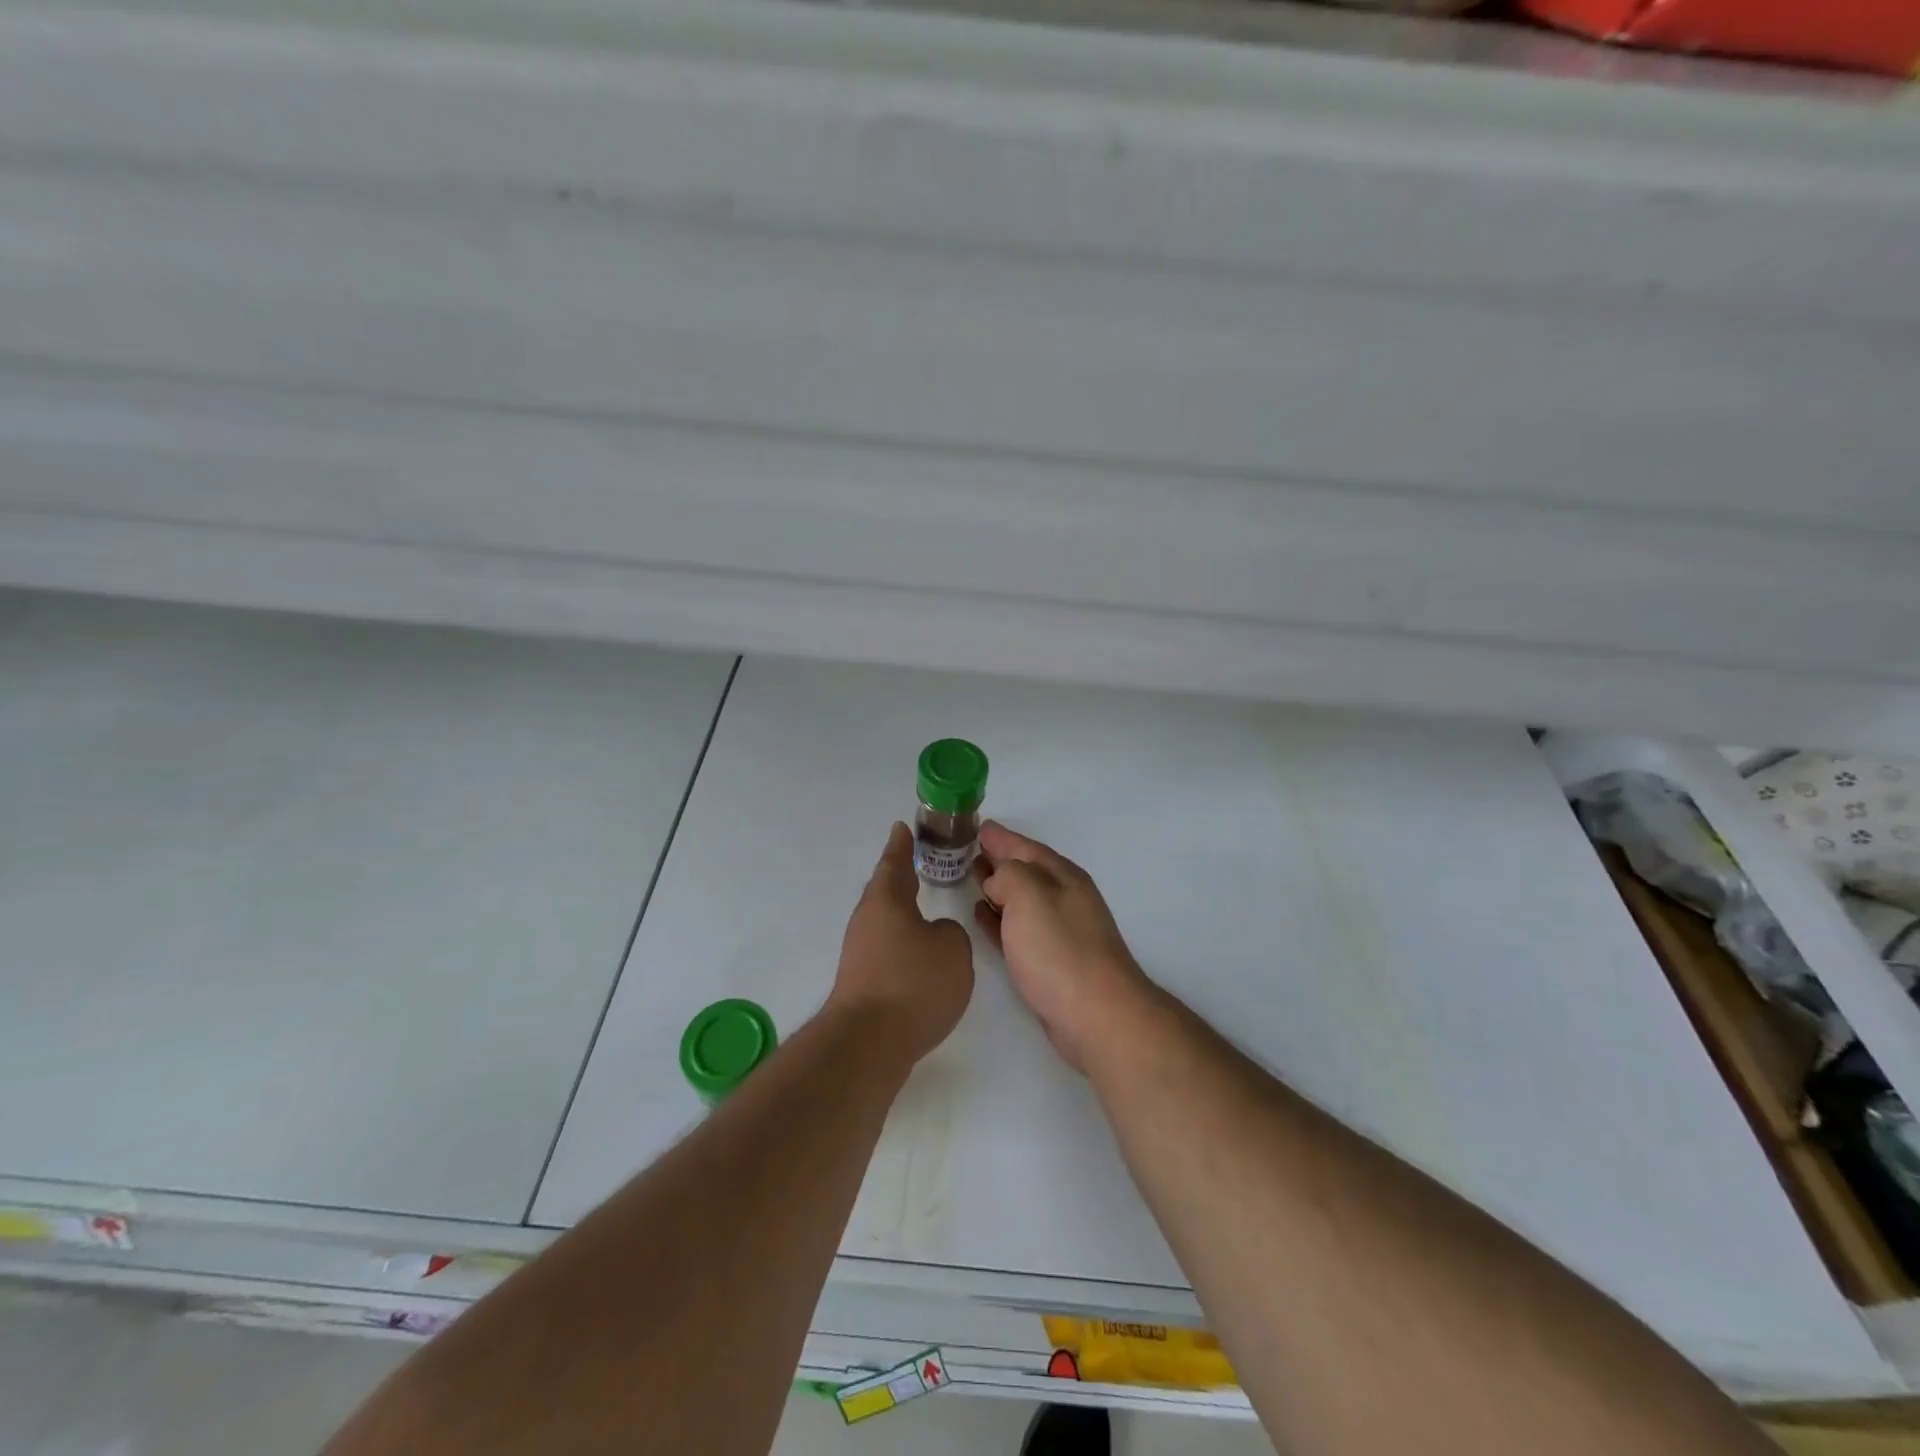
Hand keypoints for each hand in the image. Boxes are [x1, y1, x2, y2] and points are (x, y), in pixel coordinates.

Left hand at [829, 822, 974, 1065]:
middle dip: (902, 878)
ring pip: (886, 922)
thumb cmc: (913, 982)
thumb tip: (935, 937)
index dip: (901, 845)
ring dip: (904, 915)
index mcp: (886, 900)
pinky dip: (904, 946)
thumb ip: (952, 933)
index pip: (895, 862)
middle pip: (886, 891)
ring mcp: (860, 953)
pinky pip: (887, 951)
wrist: (869, 1043)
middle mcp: (867, 921)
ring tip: (926, 912)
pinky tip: (920, 958)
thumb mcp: (953, 948)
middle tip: (918, 865)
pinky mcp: (862, 983)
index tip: (901, 827)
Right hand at [974, 822, 1154, 1073]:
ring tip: (969, 878)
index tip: (976, 826)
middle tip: (965, 850)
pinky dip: (998, 918)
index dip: (1000, 837)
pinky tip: (980, 916)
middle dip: (997, 859)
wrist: (1096, 1015)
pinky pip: (1016, 928)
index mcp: (1062, 877)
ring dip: (996, 887)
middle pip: (1024, 871)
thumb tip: (996, 880)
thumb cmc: (1060, 950)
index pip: (1025, 847)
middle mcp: (1063, 898)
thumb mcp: (1029, 896)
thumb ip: (1008, 875)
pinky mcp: (1049, 962)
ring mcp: (1058, 931)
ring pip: (1019, 899)